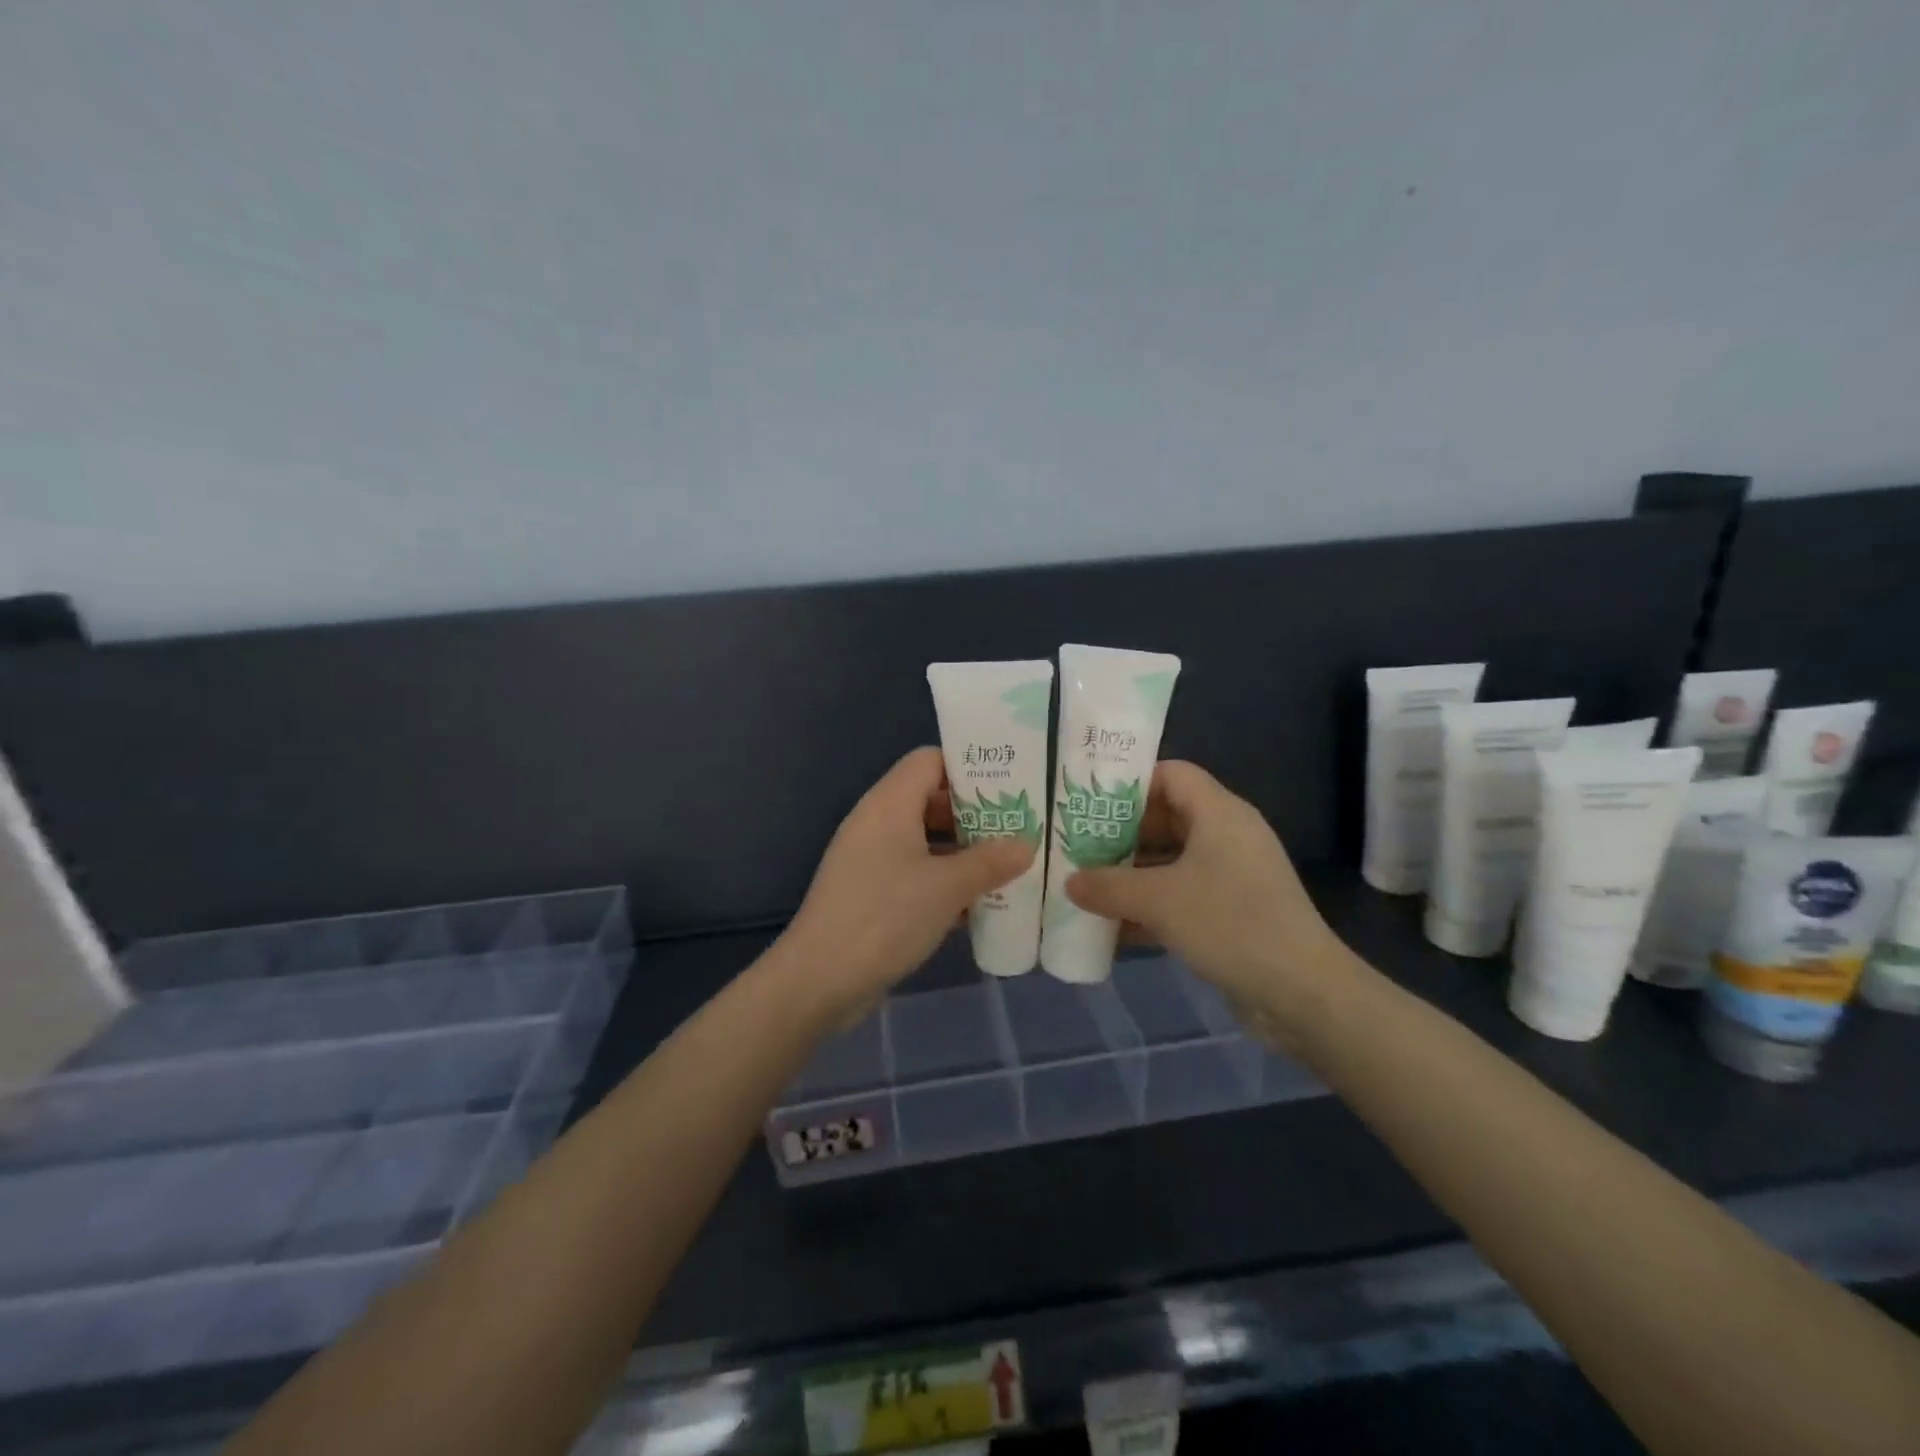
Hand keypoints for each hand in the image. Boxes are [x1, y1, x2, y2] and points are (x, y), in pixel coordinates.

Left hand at [777, 747, 1033, 1022]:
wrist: (820, 979)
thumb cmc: (885, 917)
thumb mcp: (947, 888)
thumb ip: (990, 862)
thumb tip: (1026, 843)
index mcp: (889, 804)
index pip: (930, 760)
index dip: (969, 767)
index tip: (1009, 786)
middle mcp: (877, 821)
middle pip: (930, 799)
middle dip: (974, 813)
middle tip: (1017, 828)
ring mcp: (870, 858)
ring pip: (924, 839)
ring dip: (962, 851)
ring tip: (1007, 865)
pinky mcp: (870, 891)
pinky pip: (913, 871)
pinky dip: (942, 879)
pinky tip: (976, 903)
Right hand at [1064, 761, 1351, 1043]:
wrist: (1302, 992)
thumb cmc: (1230, 924)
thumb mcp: (1159, 901)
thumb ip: (1108, 886)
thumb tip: (1070, 882)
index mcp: (1219, 813)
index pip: (1171, 774)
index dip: (1130, 784)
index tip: (1090, 803)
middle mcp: (1227, 835)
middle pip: (1167, 817)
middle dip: (1122, 834)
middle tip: (1079, 847)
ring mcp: (1232, 875)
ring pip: (1172, 861)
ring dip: (1132, 874)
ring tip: (1088, 886)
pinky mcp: (1233, 911)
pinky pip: (1183, 895)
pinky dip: (1152, 906)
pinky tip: (1115, 928)